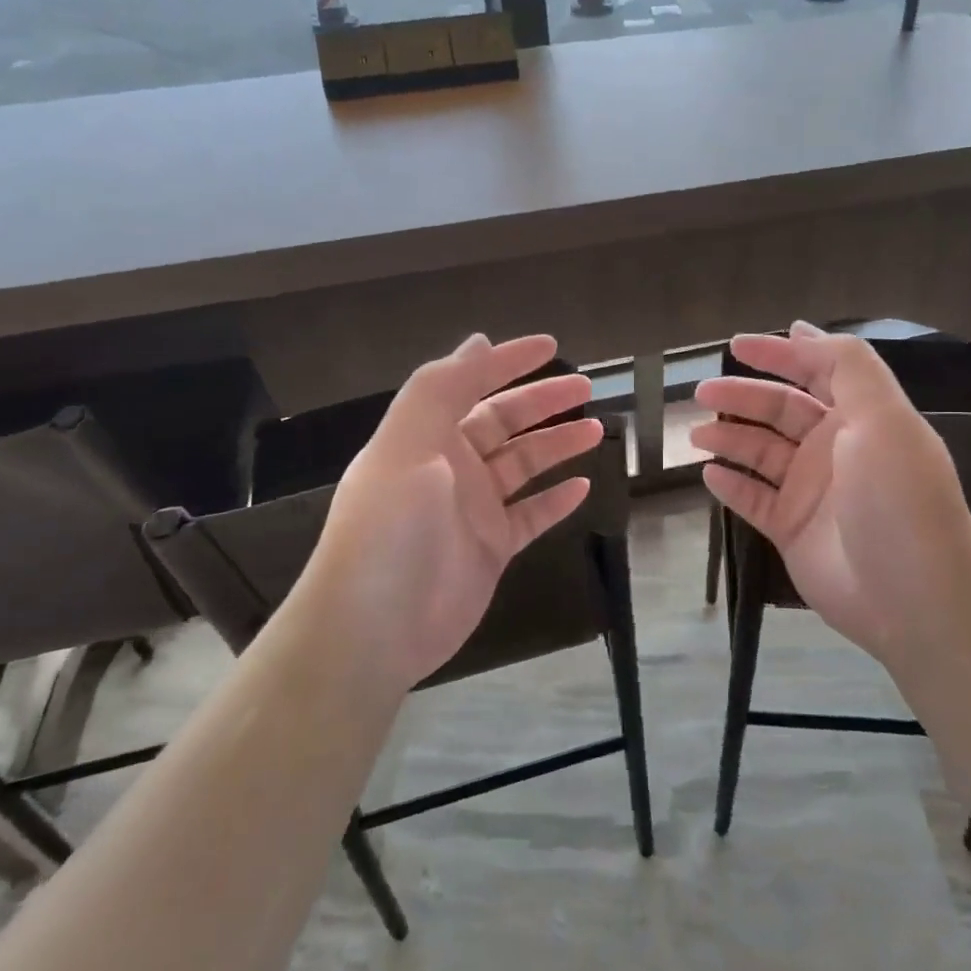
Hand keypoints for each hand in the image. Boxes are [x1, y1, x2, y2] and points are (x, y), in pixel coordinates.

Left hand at [296, 334, 601, 691]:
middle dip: (543, 401)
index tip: (551, 345)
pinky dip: (554, 501)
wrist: (374, 629)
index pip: (472, 385)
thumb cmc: (389, 529)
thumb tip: (477, 341)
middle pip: (504, 423)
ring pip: (523, 466)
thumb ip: (441, 389)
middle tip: (587, 389)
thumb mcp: (406, 446)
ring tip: (597, 431)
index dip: (509, 362)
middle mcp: (450, 467)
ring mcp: (472, 510)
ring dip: (556, 445)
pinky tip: (582, 487)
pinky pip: (530, 515)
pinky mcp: (490, 549)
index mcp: (426, 436)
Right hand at [691, 322, 970, 666]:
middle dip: (742, 397)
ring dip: (729, 439)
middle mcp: (835, 448)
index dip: (779, 354)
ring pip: (761, 454)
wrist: (914, 596)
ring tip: (696, 435)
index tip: (736, 345)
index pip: (816, 372)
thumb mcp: (883, 418)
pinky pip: (754, 499)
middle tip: (701, 392)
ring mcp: (812, 491)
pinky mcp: (793, 530)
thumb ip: (846, 366)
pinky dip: (731, 486)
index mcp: (861, 417)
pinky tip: (709, 475)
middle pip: (780, 411)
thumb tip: (803, 329)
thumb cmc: (898, 499)